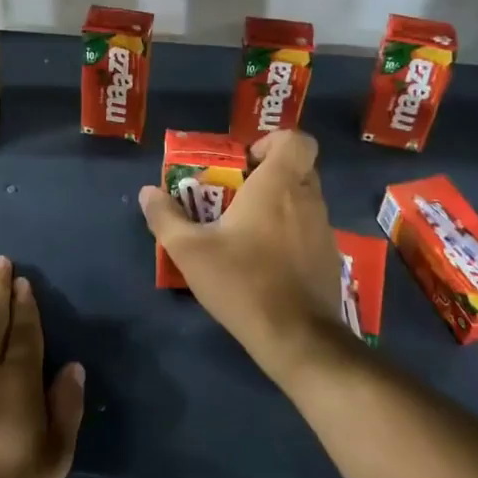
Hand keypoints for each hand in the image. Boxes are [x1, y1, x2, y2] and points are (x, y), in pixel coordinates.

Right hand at [139, 130, 349, 384]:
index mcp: (278, 184)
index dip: (273, 142)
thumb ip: (165, 217)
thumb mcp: (190, 250)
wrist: (297, 337)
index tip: (245, 163)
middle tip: (238, 195)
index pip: (297, 139)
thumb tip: (147, 193)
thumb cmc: (243, 281)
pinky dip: (291, 233)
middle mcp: (308, 198)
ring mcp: (325, 229)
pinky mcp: (330, 257)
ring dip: (280, 204)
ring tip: (247, 231)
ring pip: (305, 199)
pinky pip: (310, 229)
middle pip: (298, 167)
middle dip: (269, 173)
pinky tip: (266, 261)